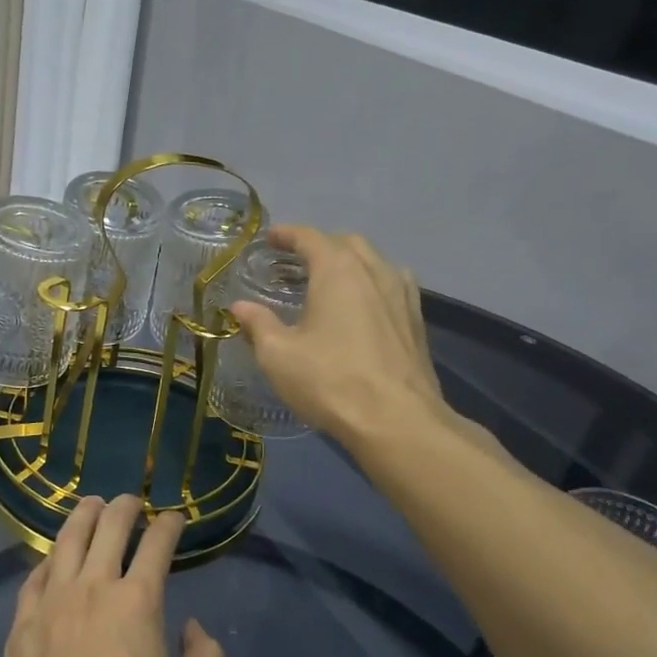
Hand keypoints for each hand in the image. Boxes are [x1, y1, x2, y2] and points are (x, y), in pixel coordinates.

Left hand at [0, 496, 224, 656]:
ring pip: (67, 540)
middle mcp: (94, 586)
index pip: (157, 543)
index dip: (169, 524)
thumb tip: (195, 629)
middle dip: (125, 506)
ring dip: (83, 516)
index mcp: (138, 600)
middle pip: (110, 526)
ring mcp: (52, 600)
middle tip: (132, 502)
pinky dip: (50, 560)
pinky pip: (35, 576)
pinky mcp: (22, 622)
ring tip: (91, 505)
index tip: (175, 519)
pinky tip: (54, 559)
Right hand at [229, 226, 504, 460]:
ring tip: (329, 281)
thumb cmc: (330, 381)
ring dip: (350, 262)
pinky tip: (362, 307)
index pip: (310, 238)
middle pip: (346, 243)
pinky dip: (371, 283)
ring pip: (375, 262)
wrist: (397, 421)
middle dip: (320, 246)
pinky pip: (392, 285)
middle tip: (296, 262)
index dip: (288, 235)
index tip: (270, 239)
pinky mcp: (416, 320)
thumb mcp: (279, 355)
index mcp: (338, 271)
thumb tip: (239, 306)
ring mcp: (402, 294)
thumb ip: (258, 324)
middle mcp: (374, 271)